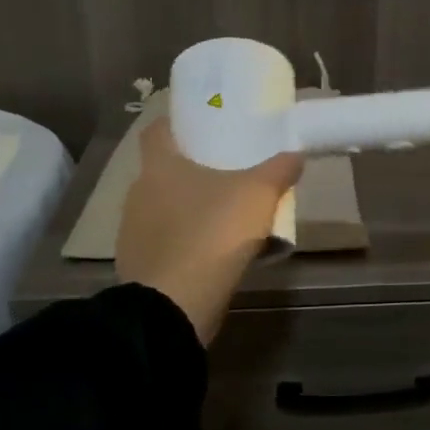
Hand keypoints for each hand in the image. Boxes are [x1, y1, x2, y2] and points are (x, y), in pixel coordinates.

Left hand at [116, 119, 303, 344]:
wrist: (174, 305)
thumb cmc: (212, 233)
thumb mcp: (258, 195)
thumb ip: (279, 170)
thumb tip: (296, 152)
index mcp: (159, 166)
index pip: (157, 131)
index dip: (177, 125)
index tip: (203, 127)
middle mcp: (138, 193)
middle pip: (164, 171)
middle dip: (192, 170)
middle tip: (227, 171)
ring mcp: (133, 231)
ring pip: (164, 208)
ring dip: (189, 208)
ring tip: (223, 214)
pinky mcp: (138, 265)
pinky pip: (165, 242)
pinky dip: (184, 241)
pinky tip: (211, 251)